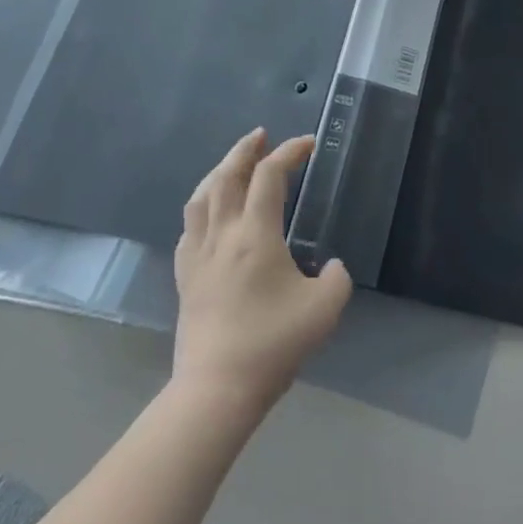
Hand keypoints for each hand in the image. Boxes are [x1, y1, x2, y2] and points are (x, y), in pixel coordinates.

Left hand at [173, 129, 352, 411]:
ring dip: (219, 171)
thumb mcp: (325, 308)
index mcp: (255, 235)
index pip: (269, 177)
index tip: (308, 144)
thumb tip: (331, 266)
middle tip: (261, 135)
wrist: (218, 388)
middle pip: (226, 176)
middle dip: (245, 149)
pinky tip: (210, 212)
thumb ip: (337, 277)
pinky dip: (203, 205)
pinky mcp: (184, 277)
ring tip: (234, 164)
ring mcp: (197, 255)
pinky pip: (189, 226)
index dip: (289, 153)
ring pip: (201, 197)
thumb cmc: (274, 343)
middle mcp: (222, 235)